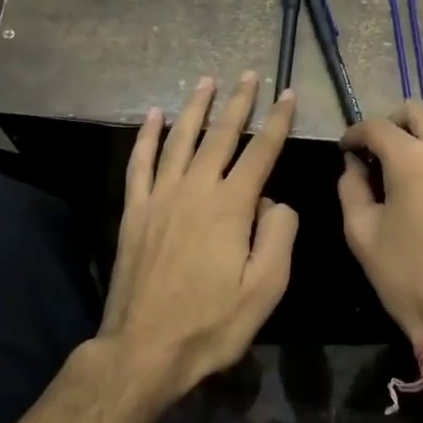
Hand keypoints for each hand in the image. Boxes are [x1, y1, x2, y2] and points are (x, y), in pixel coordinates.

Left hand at [100, 72, 297, 403]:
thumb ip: (278, 236)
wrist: (144, 348)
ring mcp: (160, 197)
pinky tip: (153, 116)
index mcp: (231, 206)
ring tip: (206, 81)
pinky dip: (147, 136)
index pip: (261, 151)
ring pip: (180, 139)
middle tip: (249, 74)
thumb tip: (274, 201)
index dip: (278, 120)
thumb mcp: (264, 289)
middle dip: (238, 102)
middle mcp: (195, 189)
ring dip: (195, 108)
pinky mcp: (135, 210)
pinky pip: (140, 163)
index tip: (288, 94)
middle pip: (220, 135)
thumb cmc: (211, 323)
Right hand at [336, 103, 422, 343]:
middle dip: (392, 125)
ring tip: (408, 174)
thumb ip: (351, 187)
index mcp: (414, 159)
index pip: (377, 127)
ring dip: (422, 142)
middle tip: (378, 153)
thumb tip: (354, 164)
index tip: (347, 149)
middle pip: (418, 113)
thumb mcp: (361, 234)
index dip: (355, 133)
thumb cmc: (408, 278)